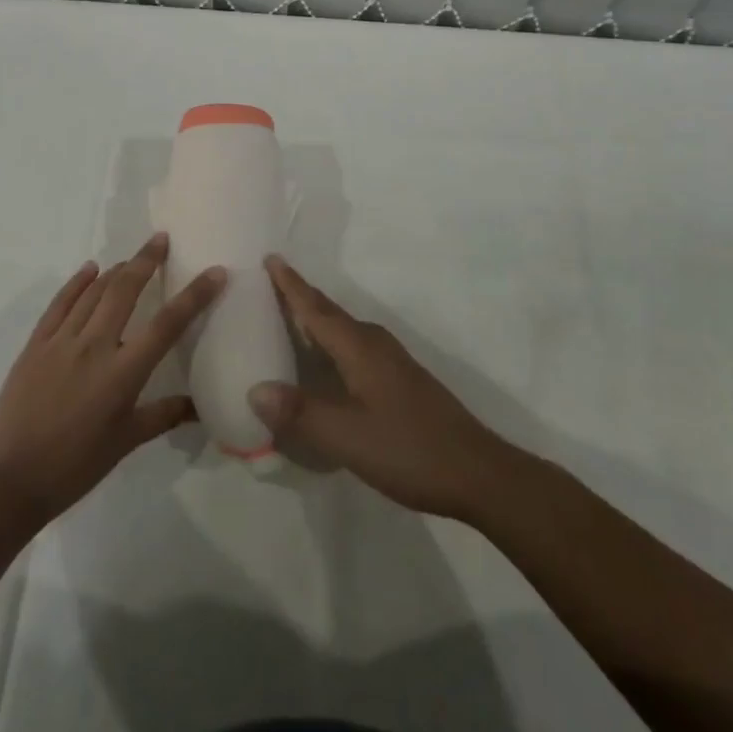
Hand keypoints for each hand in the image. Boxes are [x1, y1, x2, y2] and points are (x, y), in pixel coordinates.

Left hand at [0, 233, 224, 522]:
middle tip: (161, 239)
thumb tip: (199, 407)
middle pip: (125, 290)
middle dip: (146, 260)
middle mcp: (94, 346)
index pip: (168, 324)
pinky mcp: (35, 344)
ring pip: (93, 292)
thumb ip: (163, 416)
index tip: (215, 272)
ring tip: (132, 258)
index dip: (195, 295)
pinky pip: (60, 304)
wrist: (8, 479)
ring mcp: (61, 341)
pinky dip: (76, 283)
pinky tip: (89, 269)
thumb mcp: (125, 442)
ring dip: (115, 270)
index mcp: (123, 373)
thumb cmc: (74, 466)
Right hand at [248, 256, 525, 523]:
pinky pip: (354, 349)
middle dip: (300, 297)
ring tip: (287, 319)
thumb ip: (301, 413)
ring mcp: (391, 363)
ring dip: (315, 321)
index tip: (271, 257)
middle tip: (269, 285)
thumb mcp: (348, 438)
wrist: (477, 473)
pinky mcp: (400, 382)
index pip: (316, 308)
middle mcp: (374, 345)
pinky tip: (324, 365)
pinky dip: (331, 345)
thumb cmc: (409, 449)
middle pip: (329, 314)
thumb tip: (255, 390)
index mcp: (359, 348)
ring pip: (343, 332)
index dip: (292, 285)